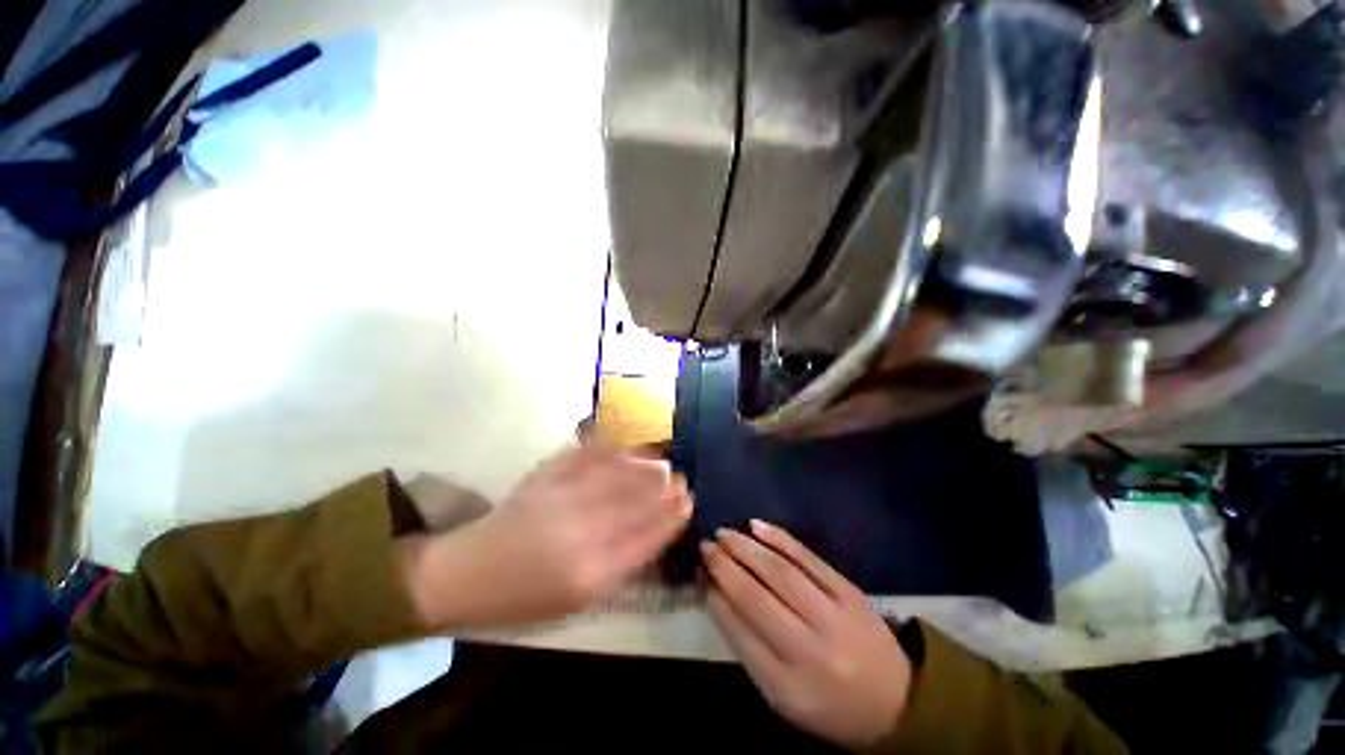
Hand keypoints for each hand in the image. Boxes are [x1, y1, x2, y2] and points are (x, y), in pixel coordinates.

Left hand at [406, 446, 691, 627]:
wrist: (467, 574)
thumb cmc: (524, 599)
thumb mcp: (577, 601)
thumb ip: (618, 570)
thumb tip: (652, 537)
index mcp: (590, 573)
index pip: (645, 538)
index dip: (670, 518)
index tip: (688, 504)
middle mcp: (580, 533)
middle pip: (634, 505)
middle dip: (663, 491)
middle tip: (682, 480)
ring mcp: (561, 499)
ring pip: (615, 477)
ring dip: (643, 468)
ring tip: (662, 463)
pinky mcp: (543, 478)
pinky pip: (584, 457)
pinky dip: (609, 449)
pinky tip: (626, 445)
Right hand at [702, 520, 911, 749]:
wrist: (896, 701)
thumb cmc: (828, 703)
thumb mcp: (782, 694)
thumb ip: (748, 646)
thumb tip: (717, 594)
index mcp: (789, 686)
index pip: (739, 631)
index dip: (715, 597)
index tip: (700, 573)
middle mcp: (811, 650)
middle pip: (756, 597)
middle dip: (725, 566)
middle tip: (706, 546)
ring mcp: (834, 616)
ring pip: (780, 572)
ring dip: (746, 548)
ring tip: (723, 534)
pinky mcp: (848, 591)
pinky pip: (808, 558)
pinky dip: (779, 538)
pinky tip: (756, 526)